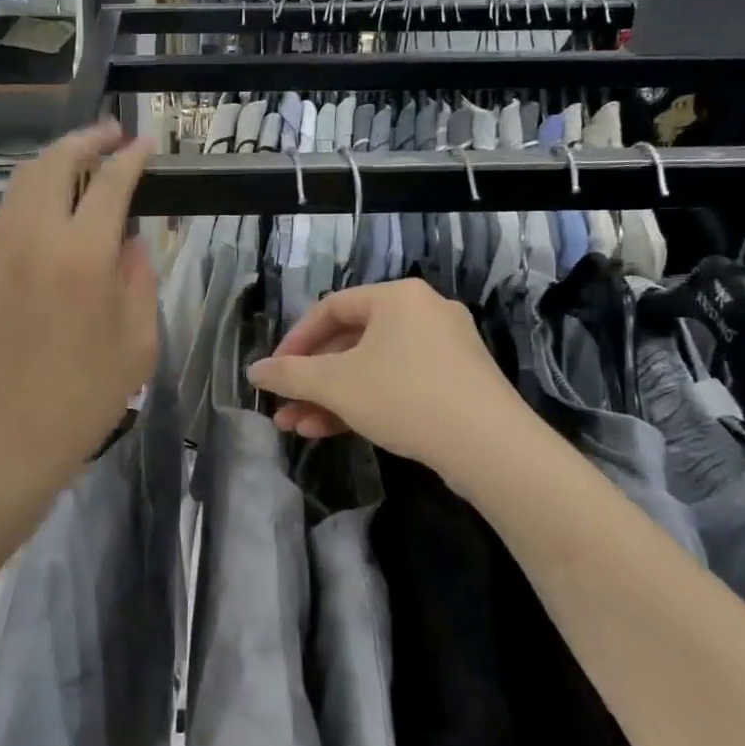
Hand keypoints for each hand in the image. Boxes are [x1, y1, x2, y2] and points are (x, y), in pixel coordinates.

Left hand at [0, 122, 157, 516]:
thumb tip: (132, 241)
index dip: (129, 158)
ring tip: (84, 158)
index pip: (109, 184)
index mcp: (83, 256)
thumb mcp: (138, 342)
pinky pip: (9, 207)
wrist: (10, 434)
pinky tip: (53, 199)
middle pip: (55, 163)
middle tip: (112, 135)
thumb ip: (139, 279)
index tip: (145, 144)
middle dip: (86, 140)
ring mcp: (3, 249)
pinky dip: (32, 187)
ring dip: (55, 158)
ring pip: (23, 180)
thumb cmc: (86, 397)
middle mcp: (37, 238)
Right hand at [248, 279, 513, 467]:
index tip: (273, 373)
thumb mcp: (335, 385)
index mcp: (396, 297)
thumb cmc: (404, 397)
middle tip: (284, 406)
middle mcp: (423, 312)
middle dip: (311, 380)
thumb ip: (289, 375)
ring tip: (299, 428)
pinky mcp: (458, 382)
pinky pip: (399, 383)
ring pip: (372, 368)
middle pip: (350, 342)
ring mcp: (445, 348)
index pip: (330, 309)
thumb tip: (253, 371)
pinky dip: (366, 402)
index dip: (294, 342)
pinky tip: (336, 431)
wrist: (491, 447)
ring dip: (332, 397)